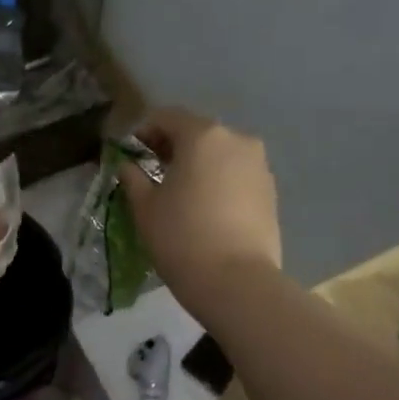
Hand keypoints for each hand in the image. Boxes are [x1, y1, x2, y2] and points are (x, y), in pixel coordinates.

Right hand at [118, 108, 281, 319]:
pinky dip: (218, 182)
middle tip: (152, 172)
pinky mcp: (271, 191)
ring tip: (180, 193)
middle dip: (173, 147)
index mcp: (202, 135)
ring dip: (198, 165)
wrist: (237, 282)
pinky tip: (205, 208)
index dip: (143, 131)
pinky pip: (237, 175)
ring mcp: (259, 165)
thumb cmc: (181, 238)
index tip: (130, 152)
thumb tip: (127, 164)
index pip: (166, 117)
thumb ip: (133, 177)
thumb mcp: (145, 207)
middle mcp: (237, 139)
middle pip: (197, 133)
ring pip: (220, 154)